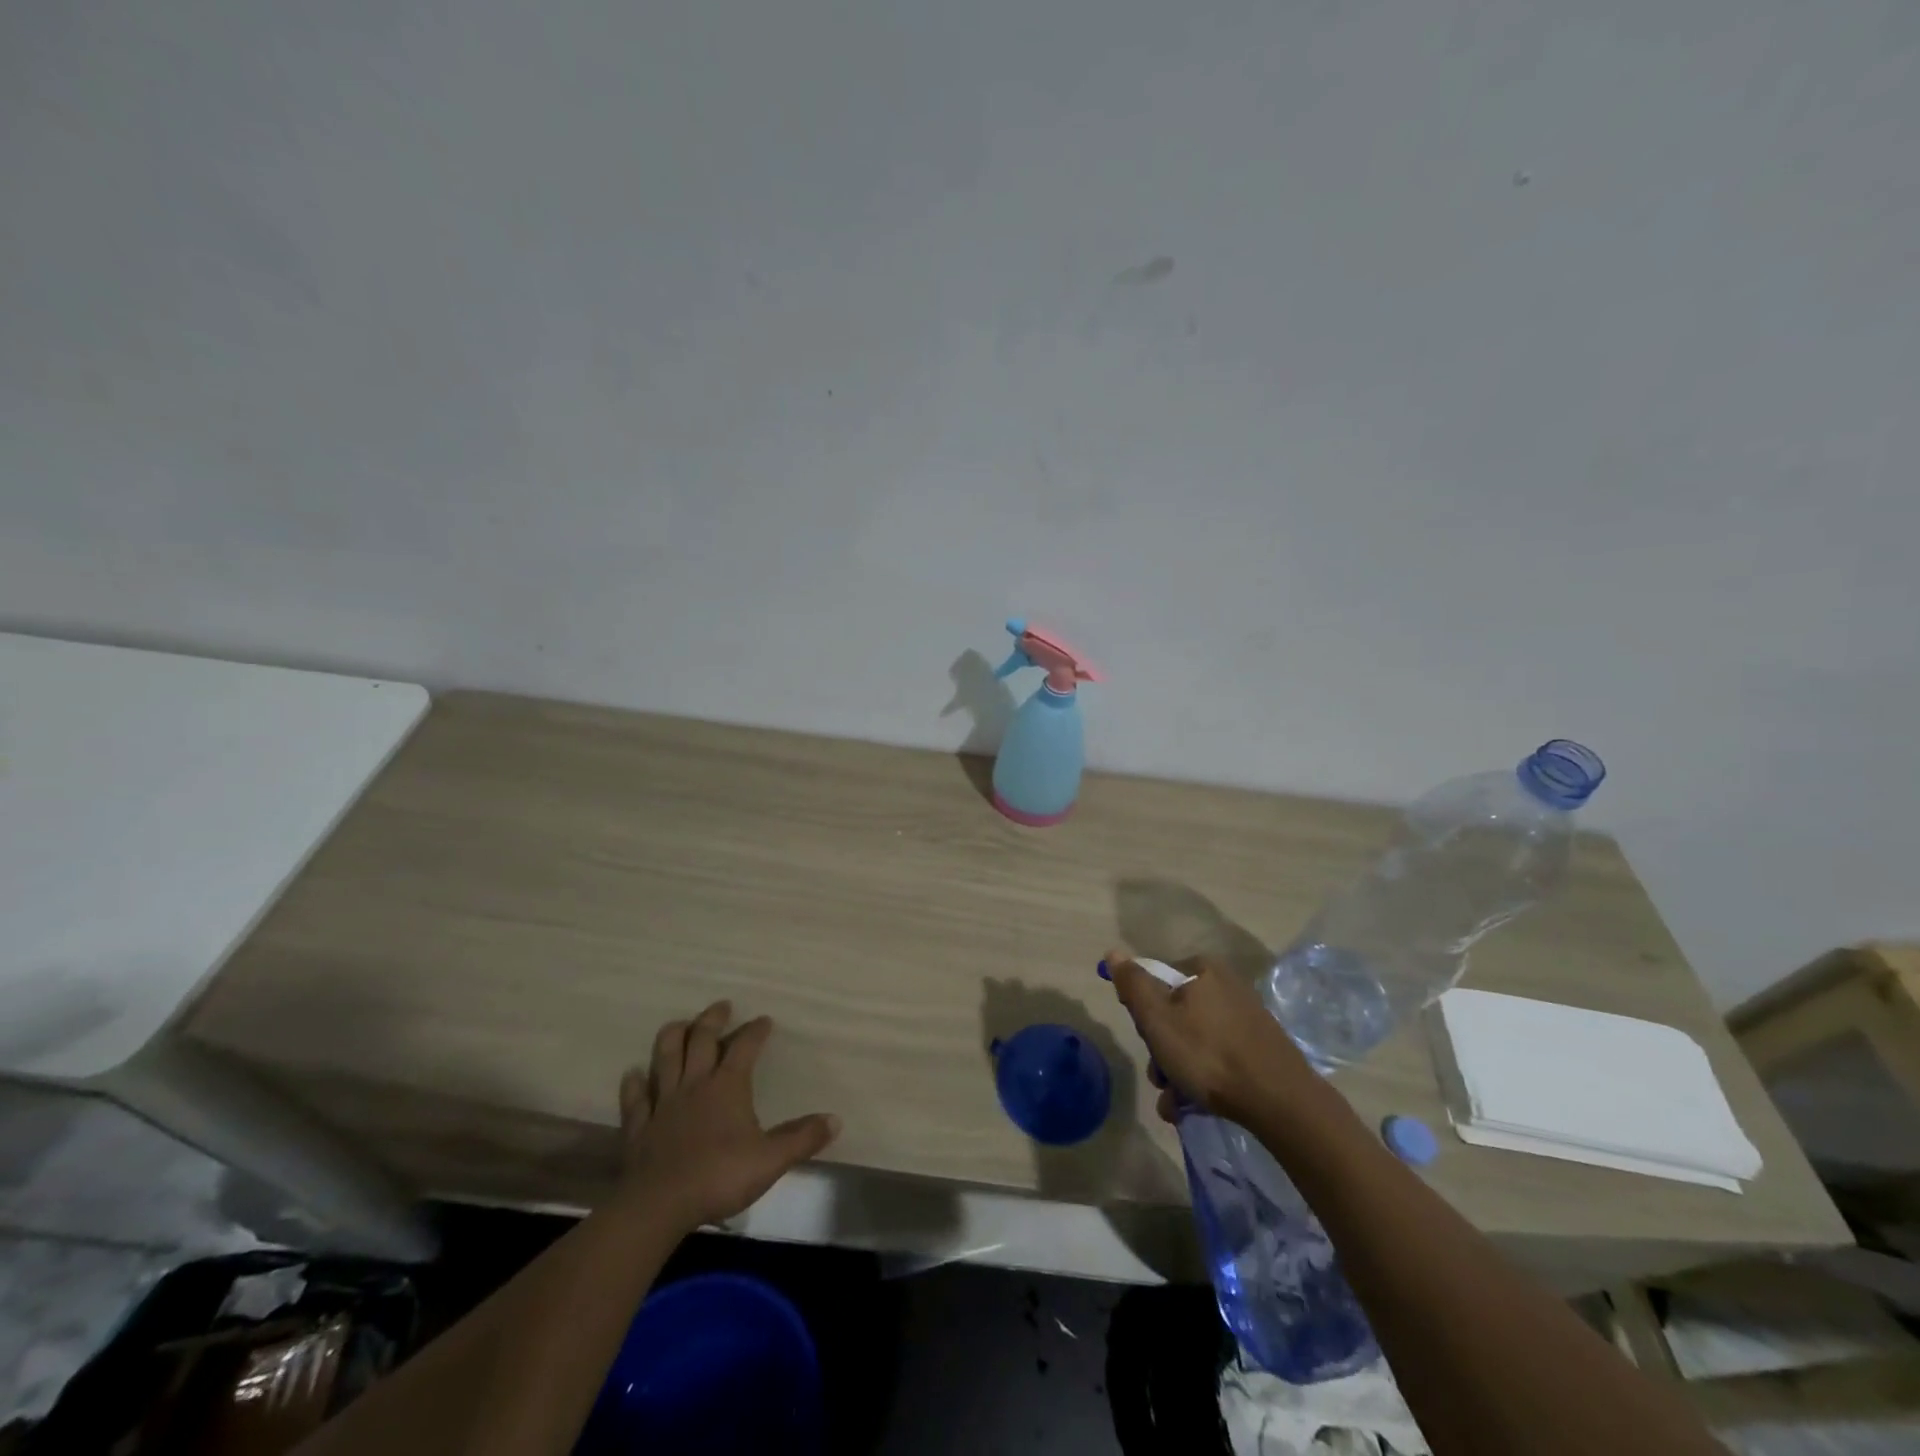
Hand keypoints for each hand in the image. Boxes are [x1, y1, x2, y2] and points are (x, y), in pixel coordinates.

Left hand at [618, 1000, 840, 1230]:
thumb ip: (802, 1138)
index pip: (744, 1047)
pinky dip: (634, 1083)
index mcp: (728, 1086)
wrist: (659, 1206)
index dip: (755, 1031)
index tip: (764, 1020)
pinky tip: (633, 1073)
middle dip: (712, 1019)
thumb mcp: (771, 1160)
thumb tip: (835, 1120)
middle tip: (721, 1006)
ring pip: (665, 1058)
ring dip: (672, 1037)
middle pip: (701, 1040)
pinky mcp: (639, 1126)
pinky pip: (635, 1098)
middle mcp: (695, 1084)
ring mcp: (663, 1103)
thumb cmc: (719, 1177)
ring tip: (679, 1024)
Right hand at [1106, 954, 1321, 1126]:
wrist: (1279, 1101)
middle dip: (1162, 1051)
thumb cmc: (1208, 1054)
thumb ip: (1133, 985)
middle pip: (1174, 1014)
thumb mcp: (1157, 1019)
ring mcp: (1246, 1017)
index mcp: (1202, 969)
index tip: (1147, 1041)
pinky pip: (1218, 1057)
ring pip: (1194, 1041)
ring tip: (1176, 1104)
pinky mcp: (1259, 1047)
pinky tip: (1193, 1107)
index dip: (1144, 1014)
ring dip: (1177, 1072)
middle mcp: (1226, 985)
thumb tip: (1114, 952)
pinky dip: (1203, 1079)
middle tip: (1161, 1078)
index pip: (1156, 982)